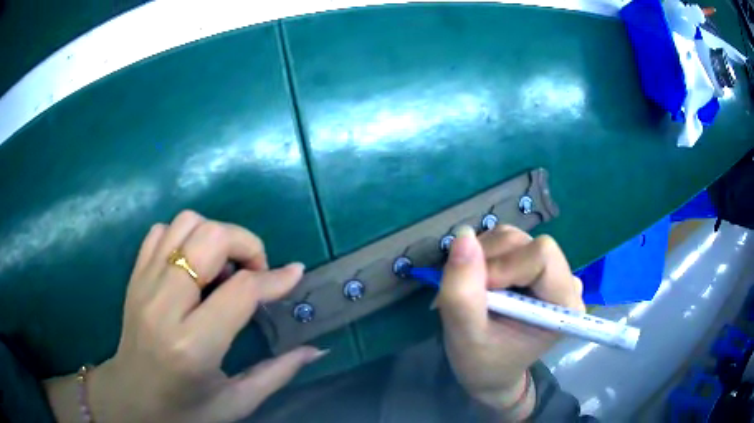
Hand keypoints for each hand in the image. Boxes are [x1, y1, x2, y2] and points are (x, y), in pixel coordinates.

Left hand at [45, 211, 324, 422]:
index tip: (294, 275)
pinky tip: (193, 265)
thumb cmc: (186, 409)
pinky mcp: (134, 276)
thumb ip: (278, 373)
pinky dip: (184, 237)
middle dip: (245, 243)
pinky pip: (161, 231)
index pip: (241, 290)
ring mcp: (144, 284)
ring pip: (185, 224)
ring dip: (215, 236)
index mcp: (193, 346)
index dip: (274, 278)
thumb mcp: (237, 402)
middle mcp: (164, 306)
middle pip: (209, 239)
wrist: (131, 397)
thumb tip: (316, 350)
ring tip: (224, 267)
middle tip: (255, 270)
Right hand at [437, 225, 583, 418]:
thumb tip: (463, 235)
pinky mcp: (535, 265)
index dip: (503, 267)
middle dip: (488, 262)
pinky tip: (480, 282)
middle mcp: (565, 281)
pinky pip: (506, 241)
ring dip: (483, 258)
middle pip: (525, 243)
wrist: (489, 372)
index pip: (541, 256)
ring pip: (512, 238)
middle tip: (471, 294)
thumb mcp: (465, 336)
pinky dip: (484, 255)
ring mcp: (551, 270)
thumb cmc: (482, 363)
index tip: (479, 295)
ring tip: (474, 291)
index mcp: (564, 304)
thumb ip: (462, 291)